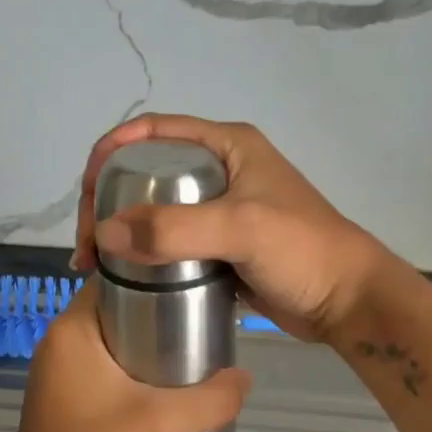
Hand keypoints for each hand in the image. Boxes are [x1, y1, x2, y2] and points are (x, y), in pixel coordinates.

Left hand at [0, 283, 251, 431]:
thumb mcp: (161, 423)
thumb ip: (211, 398)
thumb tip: (245, 378)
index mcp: (71, 331)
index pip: (112, 279)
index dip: (153, 275)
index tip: (192, 283)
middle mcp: (57, 344)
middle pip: (114, 310)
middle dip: (156, 312)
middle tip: (200, 319)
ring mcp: (55, 375)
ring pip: (109, 342)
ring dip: (144, 344)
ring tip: (189, 351)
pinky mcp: (60, 402)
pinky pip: (100, 369)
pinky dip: (129, 370)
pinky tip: (160, 388)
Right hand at [71, 115, 392, 342]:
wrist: (346, 301)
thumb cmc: (302, 251)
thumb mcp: (241, 229)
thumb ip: (174, 229)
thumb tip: (104, 234)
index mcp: (227, 146)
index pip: (154, 131)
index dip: (112, 150)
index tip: (85, 190)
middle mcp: (220, 171)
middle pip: (147, 173)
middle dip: (109, 201)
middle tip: (89, 243)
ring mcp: (219, 211)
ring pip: (156, 212)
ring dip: (123, 232)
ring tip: (96, 265)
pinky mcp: (220, 247)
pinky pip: (171, 244)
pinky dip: (145, 257)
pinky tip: (125, 278)